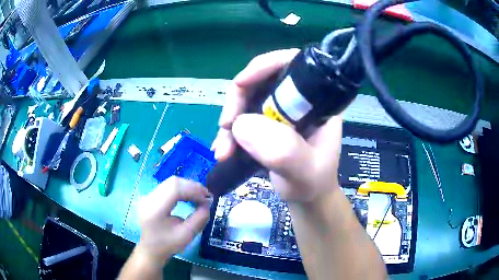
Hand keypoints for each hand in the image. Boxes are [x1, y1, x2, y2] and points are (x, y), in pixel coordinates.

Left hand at [135, 177, 211, 266]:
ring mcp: (148, 196)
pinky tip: (189, 196)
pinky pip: (167, 187)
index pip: (174, 189)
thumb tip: (207, 204)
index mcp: (155, 209)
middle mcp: (149, 198)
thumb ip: (199, 218)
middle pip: (172, 183)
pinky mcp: (150, 197)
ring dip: (187, 187)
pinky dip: (181, 190)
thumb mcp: (187, 235)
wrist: (151, 250)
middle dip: (192, 186)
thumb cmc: (168, 245)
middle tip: (206, 195)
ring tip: (200, 196)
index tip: (207, 197)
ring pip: (170, 183)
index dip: (193, 189)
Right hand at [212, 49, 342, 201]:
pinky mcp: (266, 122)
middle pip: (261, 80)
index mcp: (317, 101)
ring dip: (230, 122)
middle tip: (225, 129)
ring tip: (222, 151)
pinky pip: (242, 116)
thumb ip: (283, 151)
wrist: (306, 197)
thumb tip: (241, 125)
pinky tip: (223, 150)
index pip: (293, 64)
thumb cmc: (312, 184)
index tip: (240, 84)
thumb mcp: (304, 172)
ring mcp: (279, 110)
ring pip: (246, 99)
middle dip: (237, 102)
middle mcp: (297, 100)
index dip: (265, 65)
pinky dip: (229, 132)